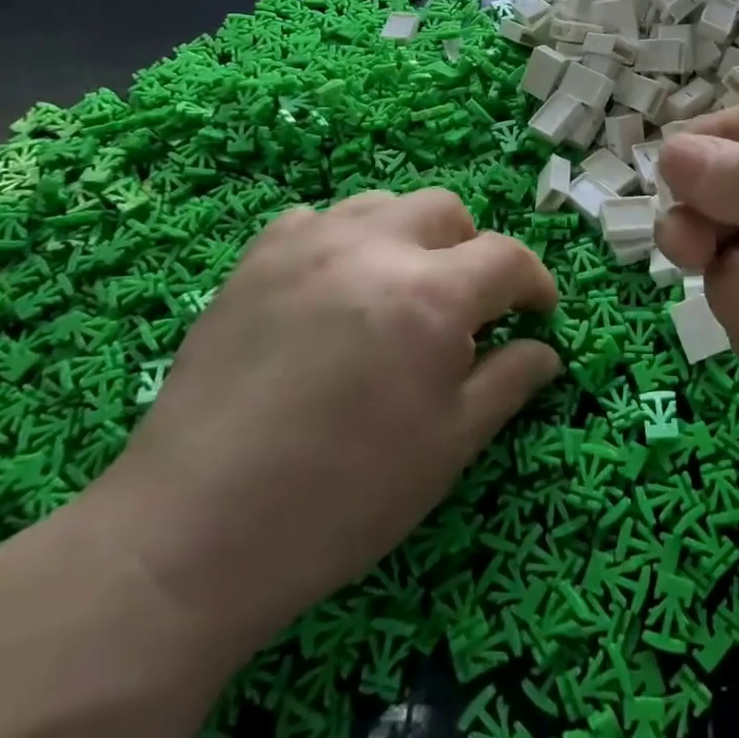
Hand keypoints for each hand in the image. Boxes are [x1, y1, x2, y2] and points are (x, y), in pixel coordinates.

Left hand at [92, 189, 559, 659]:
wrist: (193, 533)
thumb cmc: (342, 498)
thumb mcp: (449, 447)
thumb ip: (508, 382)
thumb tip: (545, 350)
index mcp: (430, 294)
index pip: (507, 257)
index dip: (534, 283)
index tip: (537, 314)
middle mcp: (372, 248)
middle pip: (446, 211)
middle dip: (473, 251)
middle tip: (465, 309)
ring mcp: (305, 246)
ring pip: (382, 205)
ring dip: (411, 237)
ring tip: (401, 292)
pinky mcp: (253, 261)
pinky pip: (316, 220)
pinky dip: (344, 241)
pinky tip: (335, 289)